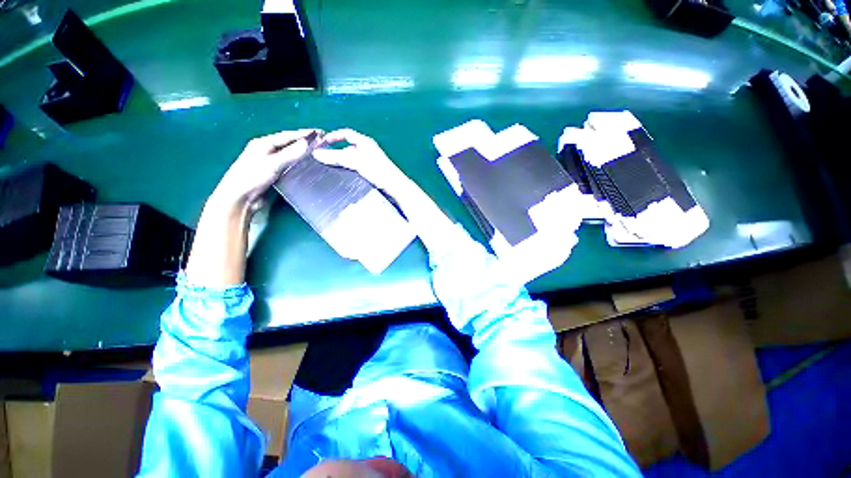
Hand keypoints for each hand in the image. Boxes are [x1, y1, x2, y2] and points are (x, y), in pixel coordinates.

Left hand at [210, 129, 319, 213]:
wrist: (240, 199)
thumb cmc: (252, 178)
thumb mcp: (273, 164)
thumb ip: (291, 153)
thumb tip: (309, 141)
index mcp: (263, 143)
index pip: (288, 135)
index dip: (304, 134)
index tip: (321, 133)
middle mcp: (266, 150)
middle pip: (289, 143)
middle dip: (305, 141)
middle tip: (322, 141)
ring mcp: (270, 162)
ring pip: (290, 154)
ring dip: (303, 152)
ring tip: (318, 152)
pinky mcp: (274, 174)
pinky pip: (290, 164)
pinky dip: (300, 163)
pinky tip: (308, 165)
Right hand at [313, 129, 405, 191]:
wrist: (395, 187)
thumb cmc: (379, 172)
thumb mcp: (356, 162)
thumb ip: (337, 157)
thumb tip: (317, 154)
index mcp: (365, 142)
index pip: (346, 134)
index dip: (333, 136)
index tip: (321, 142)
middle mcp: (368, 150)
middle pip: (347, 147)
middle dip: (335, 152)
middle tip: (323, 159)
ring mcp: (370, 161)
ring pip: (351, 159)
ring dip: (341, 163)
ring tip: (330, 169)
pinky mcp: (372, 172)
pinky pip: (356, 168)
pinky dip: (348, 170)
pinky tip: (343, 177)